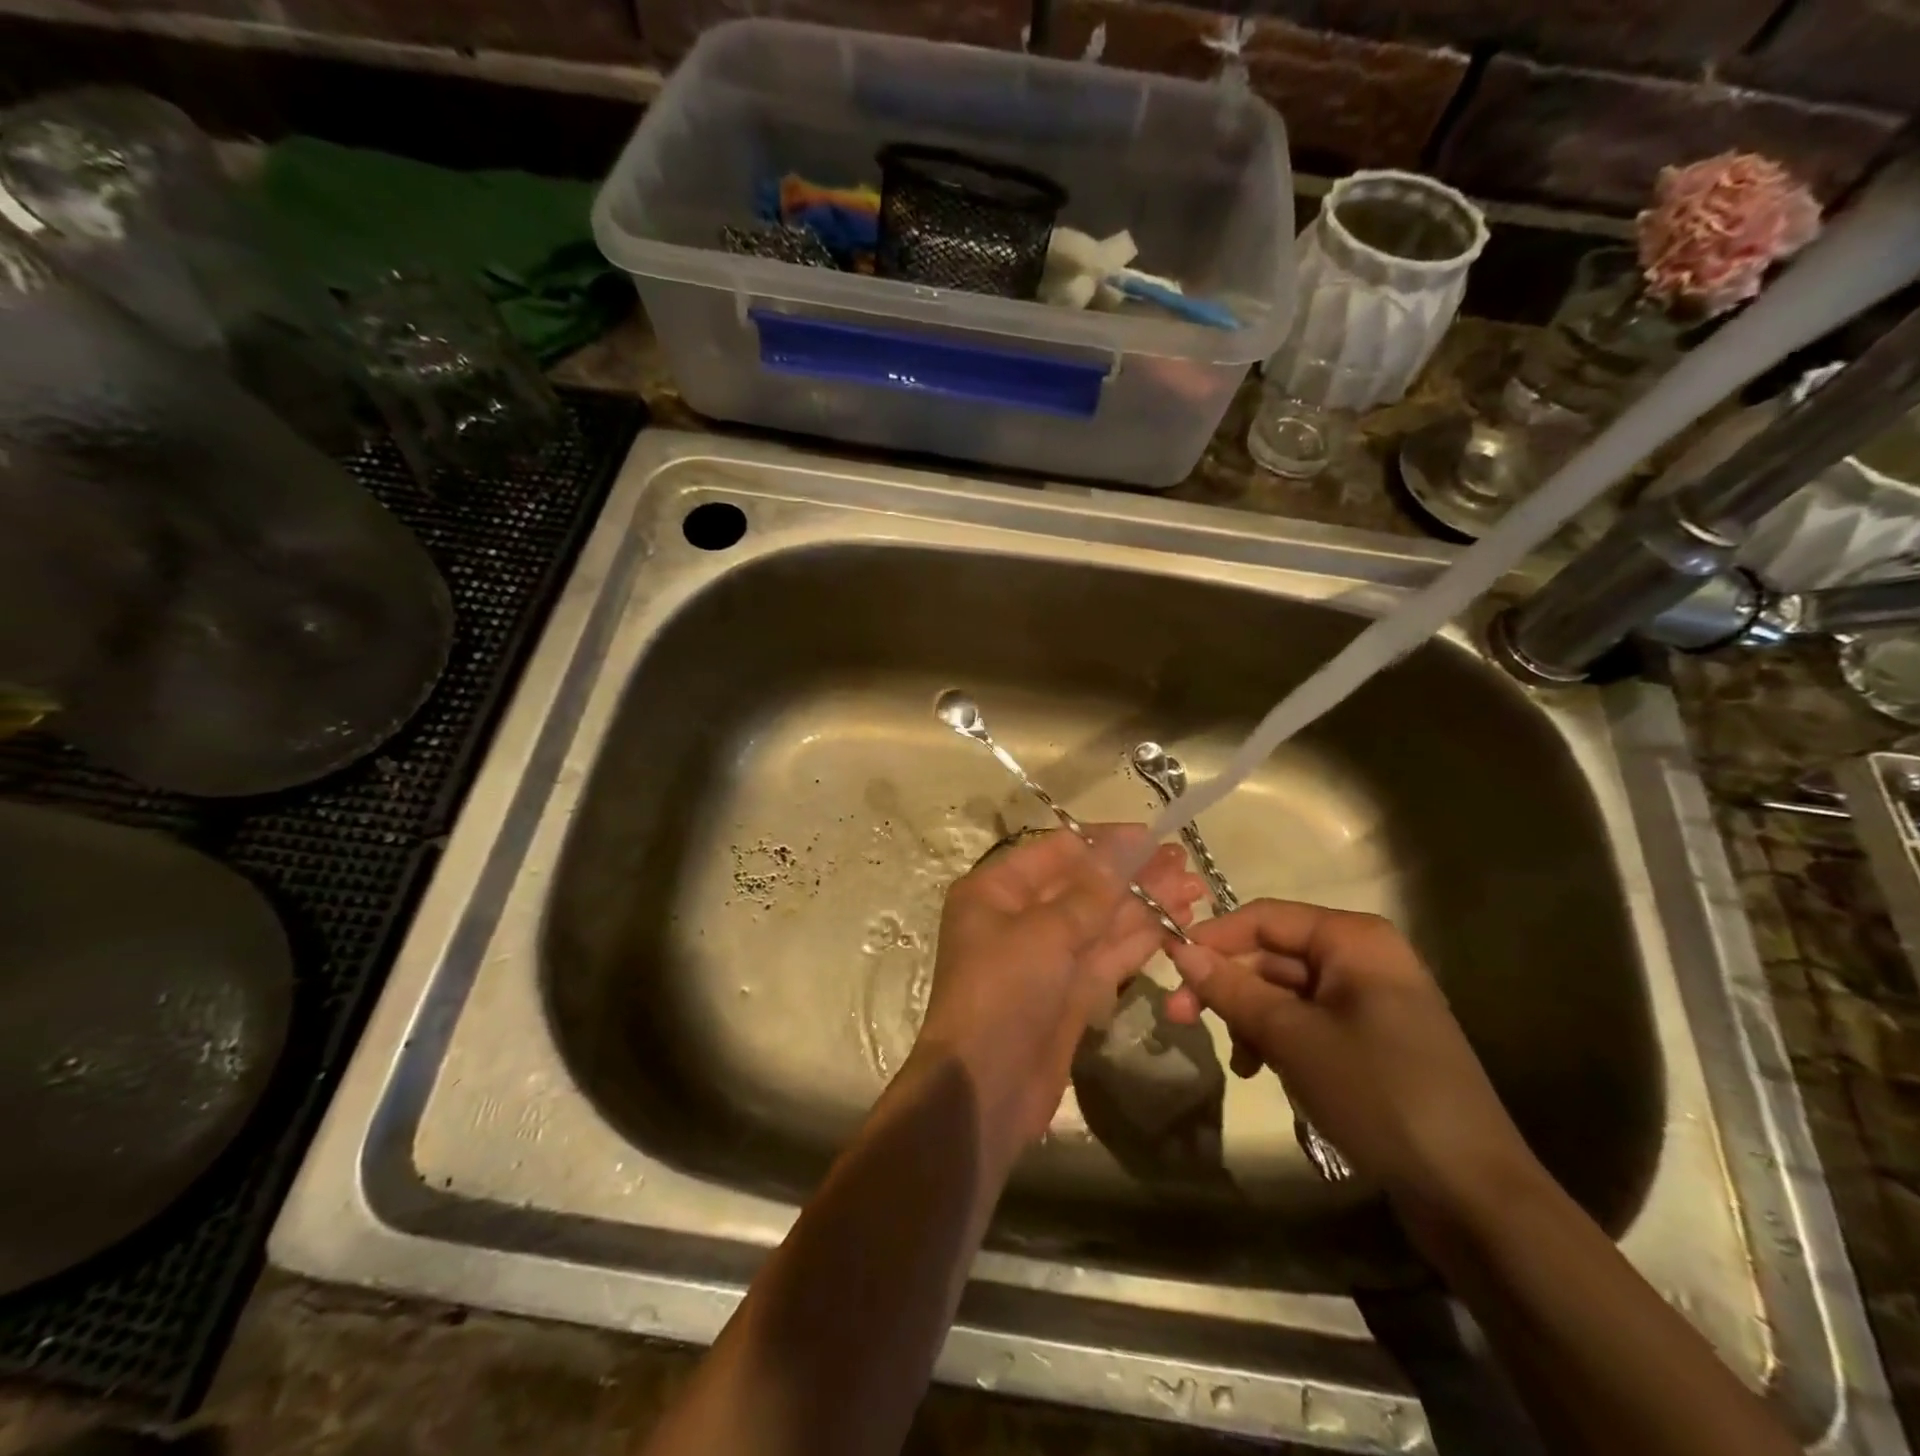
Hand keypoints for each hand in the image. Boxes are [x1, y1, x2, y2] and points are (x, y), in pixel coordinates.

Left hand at [912, 826, 1202, 1172]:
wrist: (985, 1090)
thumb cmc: (1003, 993)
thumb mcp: (1045, 933)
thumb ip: (1091, 891)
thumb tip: (1127, 845)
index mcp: (995, 891)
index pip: (1056, 852)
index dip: (1104, 842)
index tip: (1152, 836)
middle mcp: (1018, 917)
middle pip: (1082, 886)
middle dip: (1132, 874)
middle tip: (1183, 862)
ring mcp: (1046, 957)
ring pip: (1100, 921)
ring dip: (1144, 905)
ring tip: (1194, 889)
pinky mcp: (1069, 992)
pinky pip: (1106, 955)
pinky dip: (1138, 939)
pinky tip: (1175, 922)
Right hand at [1164, 900, 1538, 1220]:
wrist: (1474, 1197)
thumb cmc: (1378, 1095)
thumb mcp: (1292, 1038)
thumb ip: (1232, 988)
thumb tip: (1178, 950)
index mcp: (1353, 939)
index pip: (1263, 918)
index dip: (1212, 939)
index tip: (1169, 970)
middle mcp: (1363, 957)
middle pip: (1272, 955)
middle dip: (1228, 987)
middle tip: (1179, 1019)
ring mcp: (1370, 1001)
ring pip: (1285, 991)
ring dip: (1250, 1019)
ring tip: (1236, 1062)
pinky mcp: (1372, 1041)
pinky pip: (1308, 1022)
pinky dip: (1278, 1040)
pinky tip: (1262, 1072)